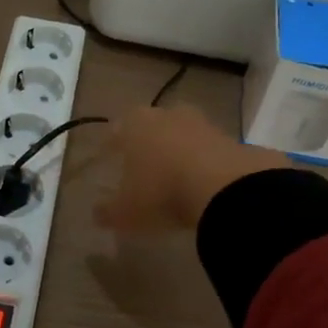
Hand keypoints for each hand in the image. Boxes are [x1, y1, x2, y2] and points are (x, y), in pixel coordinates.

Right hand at [95, 106, 285, 234]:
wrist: (224, 188)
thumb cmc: (161, 193)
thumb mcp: (126, 212)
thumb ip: (108, 211)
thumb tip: (97, 213)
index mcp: (134, 124)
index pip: (117, 130)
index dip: (112, 145)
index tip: (109, 157)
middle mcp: (166, 115)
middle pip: (152, 125)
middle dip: (147, 142)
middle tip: (143, 164)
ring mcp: (201, 123)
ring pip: (182, 133)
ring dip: (178, 149)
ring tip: (175, 175)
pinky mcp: (230, 137)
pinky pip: (208, 149)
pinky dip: (203, 161)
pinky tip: (201, 181)